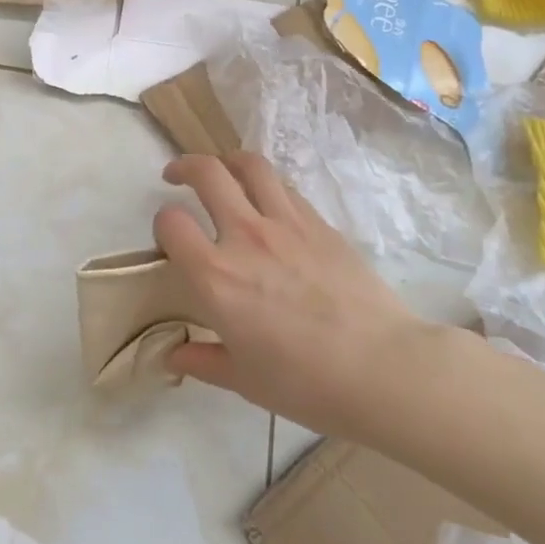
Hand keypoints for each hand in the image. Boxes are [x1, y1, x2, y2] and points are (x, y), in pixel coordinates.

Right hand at [156, 152, 444, 441]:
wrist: (382, 368)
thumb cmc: (306, 383)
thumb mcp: (244, 380)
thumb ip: (204, 360)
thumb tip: (174, 356)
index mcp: (216, 276)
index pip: (171, 222)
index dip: (162, 224)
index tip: (169, 236)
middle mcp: (244, 236)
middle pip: (206, 172)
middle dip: (184, 166)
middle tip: (178, 176)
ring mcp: (285, 222)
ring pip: (249, 165)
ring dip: (227, 160)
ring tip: (223, 170)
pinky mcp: (319, 222)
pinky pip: (284, 187)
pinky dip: (266, 184)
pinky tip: (268, 201)